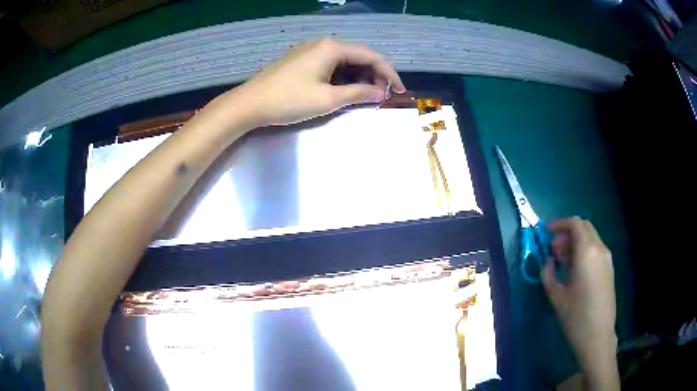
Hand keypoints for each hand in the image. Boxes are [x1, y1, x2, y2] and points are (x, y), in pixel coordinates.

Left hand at [233, 38, 405, 126]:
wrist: (249, 104)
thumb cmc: (289, 100)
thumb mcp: (328, 99)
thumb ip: (358, 94)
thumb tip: (380, 92)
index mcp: (333, 48)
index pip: (371, 56)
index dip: (389, 74)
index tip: (399, 91)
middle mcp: (324, 44)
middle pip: (358, 56)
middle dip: (374, 75)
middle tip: (381, 96)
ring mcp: (311, 50)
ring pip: (344, 61)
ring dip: (358, 77)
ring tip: (365, 96)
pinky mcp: (301, 60)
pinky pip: (330, 65)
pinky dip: (342, 77)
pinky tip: (344, 91)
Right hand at [542, 218, 618, 388]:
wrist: (598, 336)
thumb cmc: (576, 317)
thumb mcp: (556, 296)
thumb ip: (548, 274)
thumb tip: (547, 262)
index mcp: (587, 252)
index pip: (574, 224)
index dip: (559, 224)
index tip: (546, 232)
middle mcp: (600, 250)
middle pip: (584, 227)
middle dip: (566, 233)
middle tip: (553, 248)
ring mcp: (607, 259)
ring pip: (590, 238)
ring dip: (575, 242)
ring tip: (561, 261)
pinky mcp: (609, 269)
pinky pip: (595, 250)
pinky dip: (583, 251)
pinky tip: (574, 270)